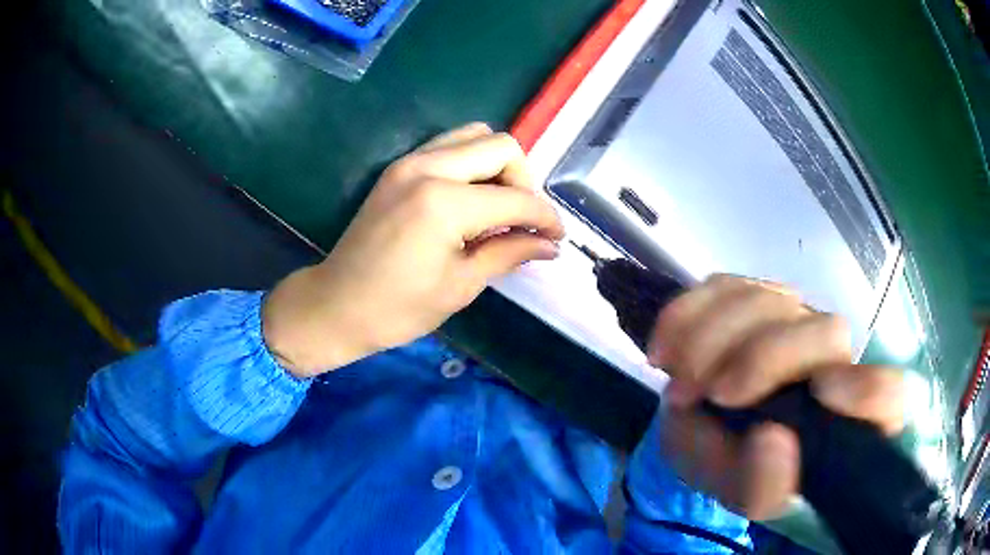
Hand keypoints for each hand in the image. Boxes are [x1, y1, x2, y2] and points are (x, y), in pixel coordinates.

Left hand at [263, 124, 563, 377]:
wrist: (336, 305)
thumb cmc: (397, 308)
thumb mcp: (461, 285)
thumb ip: (509, 253)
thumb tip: (550, 244)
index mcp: (445, 203)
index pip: (516, 197)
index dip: (545, 217)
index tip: (556, 237)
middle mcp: (428, 168)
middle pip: (501, 146)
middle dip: (524, 181)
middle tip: (523, 220)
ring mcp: (409, 162)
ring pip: (475, 136)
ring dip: (498, 165)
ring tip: (498, 206)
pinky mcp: (398, 167)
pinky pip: (449, 146)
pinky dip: (471, 164)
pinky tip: (471, 199)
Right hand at [649, 275, 903, 520]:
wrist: (707, 437)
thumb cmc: (738, 469)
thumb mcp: (747, 494)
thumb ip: (762, 486)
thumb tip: (771, 439)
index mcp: (847, 418)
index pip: (894, 396)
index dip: (870, 391)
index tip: (823, 395)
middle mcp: (833, 360)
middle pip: (825, 331)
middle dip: (764, 358)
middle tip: (714, 395)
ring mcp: (795, 320)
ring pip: (771, 299)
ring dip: (716, 339)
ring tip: (682, 382)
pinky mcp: (754, 298)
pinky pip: (724, 286)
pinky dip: (688, 314)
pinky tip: (666, 350)